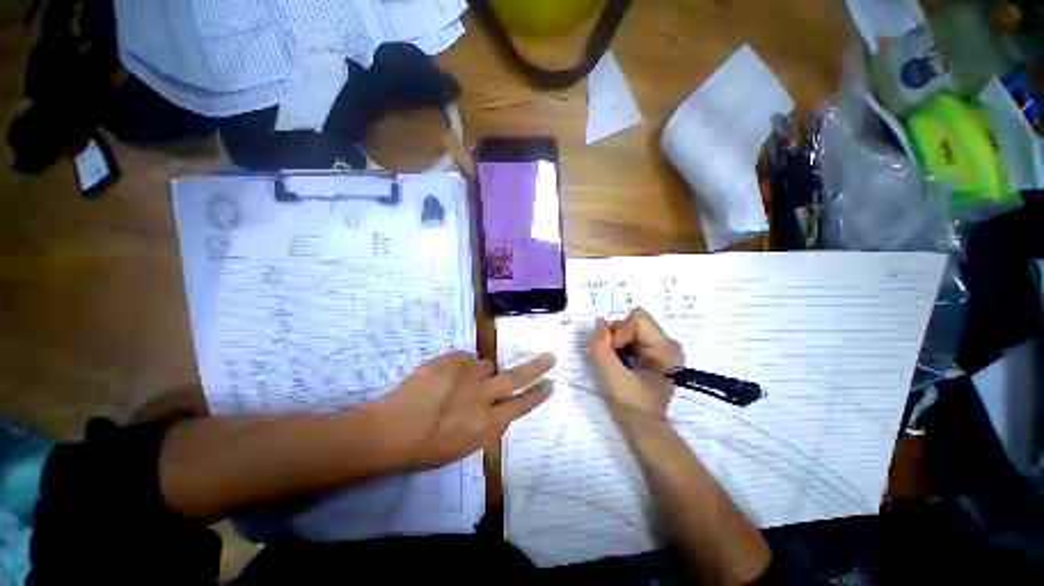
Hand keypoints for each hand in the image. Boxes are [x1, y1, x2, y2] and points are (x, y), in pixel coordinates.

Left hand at [374, 351, 554, 471]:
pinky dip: (458, 367)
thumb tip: (497, 405)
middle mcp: (482, 396)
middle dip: (536, 367)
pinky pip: (463, 359)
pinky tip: (442, 379)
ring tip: (457, 385)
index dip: (537, 395)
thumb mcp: (464, 446)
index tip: (551, 384)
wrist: (390, 430)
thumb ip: (487, 423)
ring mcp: (467, 375)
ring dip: (478, 373)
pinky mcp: (451, 360)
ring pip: (485, 365)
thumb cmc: (426, 449)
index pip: (521, 405)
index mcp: (487, 424)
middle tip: (550, 357)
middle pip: (516, 377)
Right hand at [588, 309, 682, 419]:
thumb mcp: (612, 377)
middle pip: (633, 322)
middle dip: (616, 337)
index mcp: (665, 348)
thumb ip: (602, 348)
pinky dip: (619, 347)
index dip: (619, 331)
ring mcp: (661, 348)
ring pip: (630, 329)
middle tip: (611, 359)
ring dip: (616, 342)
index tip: (613, 353)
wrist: (644, 429)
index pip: (637, 319)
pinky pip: (631, 338)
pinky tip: (619, 363)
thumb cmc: (632, 406)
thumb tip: (599, 323)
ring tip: (615, 363)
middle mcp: (667, 343)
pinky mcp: (653, 353)